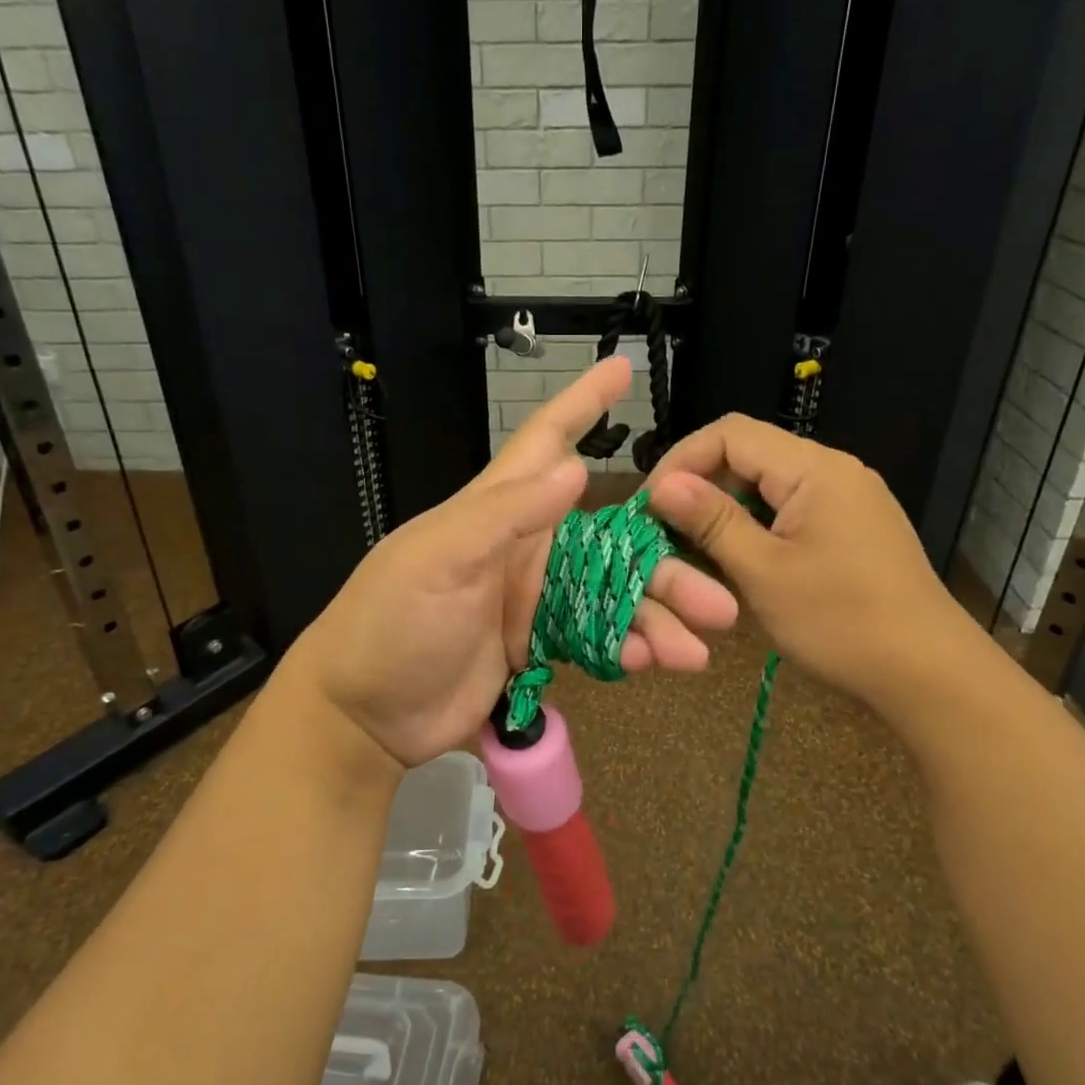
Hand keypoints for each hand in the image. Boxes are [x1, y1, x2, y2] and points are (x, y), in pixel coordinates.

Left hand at [293, 357, 738, 769]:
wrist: (366, 715)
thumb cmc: (393, 623)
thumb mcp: (440, 559)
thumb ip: (505, 514)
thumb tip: (575, 468)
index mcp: (497, 511)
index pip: (546, 442)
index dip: (583, 404)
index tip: (621, 369)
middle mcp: (525, 548)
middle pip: (610, 541)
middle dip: (663, 562)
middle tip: (718, 593)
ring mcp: (533, 599)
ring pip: (613, 596)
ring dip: (658, 616)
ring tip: (702, 646)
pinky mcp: (537, 646)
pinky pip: (596, 638)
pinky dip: (629, 647)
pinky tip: (660, 661)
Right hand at [645, 414, 972, 703]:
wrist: (928, 673)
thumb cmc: (841, 623)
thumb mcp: (764, 573)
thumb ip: (712, 522)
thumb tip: (662, 485)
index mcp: (815, 469)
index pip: (730, 434)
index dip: (681, 461)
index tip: (648, 505)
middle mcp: (833, 469)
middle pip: (749, 454)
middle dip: (700, 486)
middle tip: (663, 530)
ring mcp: (847, 498)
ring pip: (767, 484)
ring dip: (725, 509)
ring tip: (691, 548)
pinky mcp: (851, 526)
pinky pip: (789, 508)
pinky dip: (754, 526)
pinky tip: (735, 560)